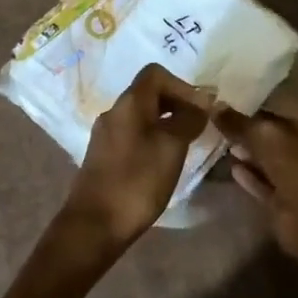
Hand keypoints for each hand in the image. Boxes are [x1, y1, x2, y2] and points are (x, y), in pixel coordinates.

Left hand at [49, 64, 208, 273]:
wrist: (95, 224)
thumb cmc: (138, 180)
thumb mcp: (172, 146)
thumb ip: (189, 119)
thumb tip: (202, 102)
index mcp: (129, 102)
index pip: (156, 73)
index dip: (182, 85)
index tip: (200, 109)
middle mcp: (114, 111)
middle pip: (149, 93)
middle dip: (177, 103)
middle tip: (199, 126)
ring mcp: (106, 134)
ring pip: (142, 115)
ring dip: (166, 122)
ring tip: (185, 144)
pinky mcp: (104, 155)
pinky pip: (133, 134)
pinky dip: (153, 138)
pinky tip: (164, 160)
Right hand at [212, 99, 297, 260]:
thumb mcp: (266, 135)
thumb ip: (240, 122)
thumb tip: (214, 107)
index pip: (283, 109)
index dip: (258, 104)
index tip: (231, 99)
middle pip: (274, 136)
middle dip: (249, 129)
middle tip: (220, 120)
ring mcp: (297, 178)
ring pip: (268, 161)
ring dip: (248, 153)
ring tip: (221, 140)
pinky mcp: (284, 202)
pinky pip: (263, 184)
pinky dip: (249, 177)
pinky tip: (231, 166)